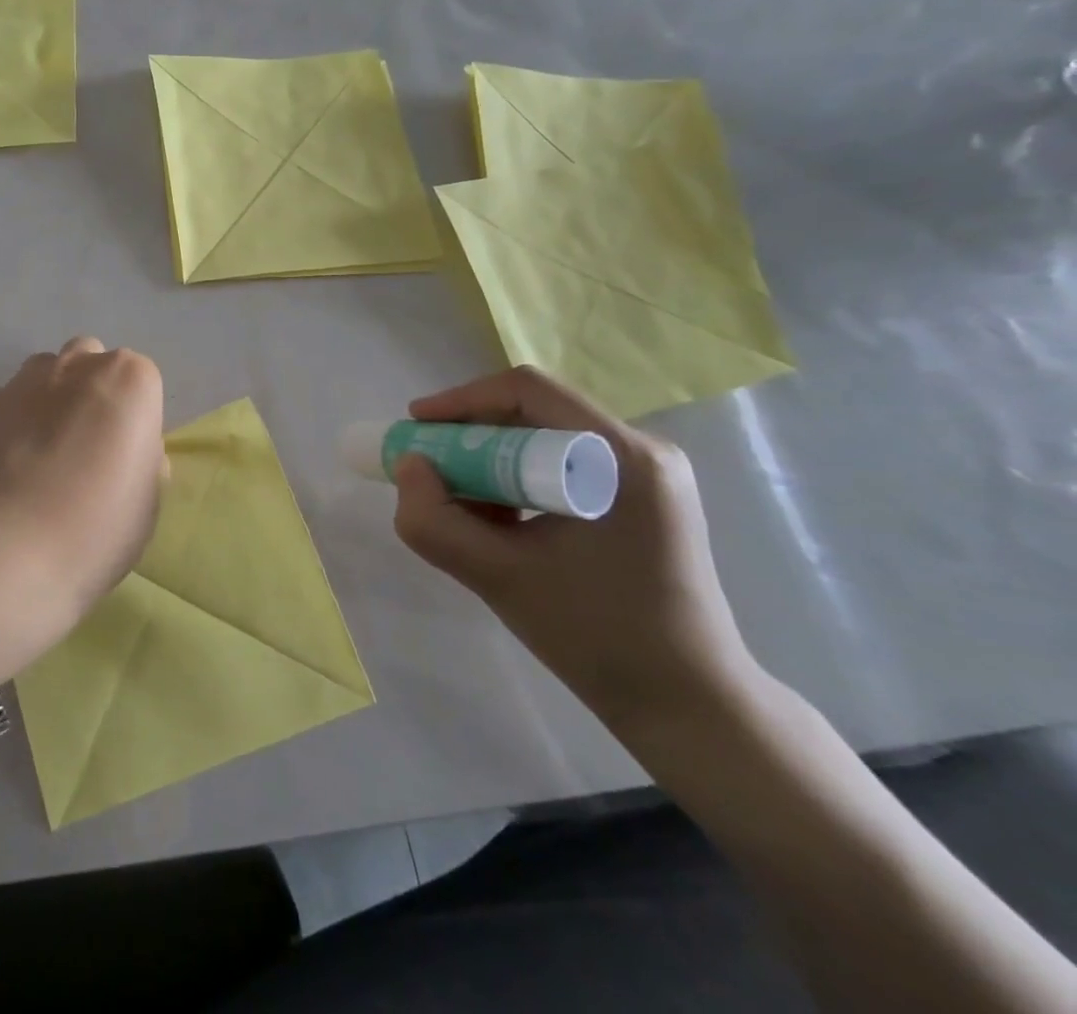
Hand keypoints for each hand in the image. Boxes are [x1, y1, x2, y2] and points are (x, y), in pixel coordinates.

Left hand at [0, 337, 165, 623]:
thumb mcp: (150, 493)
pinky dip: (13, 420)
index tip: (127, 455)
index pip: (141, 382)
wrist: (20, 548)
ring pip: (46, 372)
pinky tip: (12, 462)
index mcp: (131, 378)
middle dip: (91, 389)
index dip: (135, 418)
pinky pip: (8, 401)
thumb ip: (142, 454)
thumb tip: (125, 448)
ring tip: (45, 448)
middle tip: (88, 442)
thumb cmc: (104, 523)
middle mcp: (79, 362)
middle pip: (90, 362)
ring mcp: (26, 379)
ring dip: (51, 396)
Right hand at [393, 366, 758, 738]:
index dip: (461, 400)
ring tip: (463, 505)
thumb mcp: (497, 577)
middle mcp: (642, 449)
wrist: (688, 705)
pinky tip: (501, 521)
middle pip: (535, 410)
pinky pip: (563, 464)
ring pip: (545, 437)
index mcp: (621, 457)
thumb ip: (434, 521)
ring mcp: (649, 473)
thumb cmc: (596, 637)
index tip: (415, 427)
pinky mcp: (645, 497)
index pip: (527, 391)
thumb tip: (409, 466)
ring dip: (493, 461)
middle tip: (430, 469)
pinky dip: (519, 480)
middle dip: (472, 436)